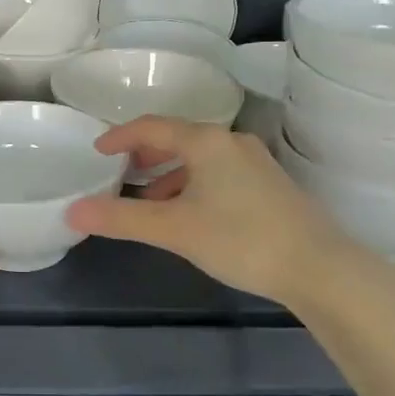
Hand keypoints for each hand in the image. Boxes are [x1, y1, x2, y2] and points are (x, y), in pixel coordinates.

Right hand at [65, 117, 393, 308]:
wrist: (321, 269)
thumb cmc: (241, 239)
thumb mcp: (174, 229)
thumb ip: (121, 219)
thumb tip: (72, 212)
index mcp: (207, 142)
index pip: (152, 126)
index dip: (121, 136)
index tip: (97, 150)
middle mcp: (231, 142)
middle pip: (178, 138)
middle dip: (145, 153)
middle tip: (120, 172)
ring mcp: (255, 163)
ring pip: (200, 159)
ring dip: (169, 174)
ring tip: (149, 200)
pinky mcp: (270, 186)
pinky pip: (218, 174)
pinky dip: (193, 186)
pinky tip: (189, 216)